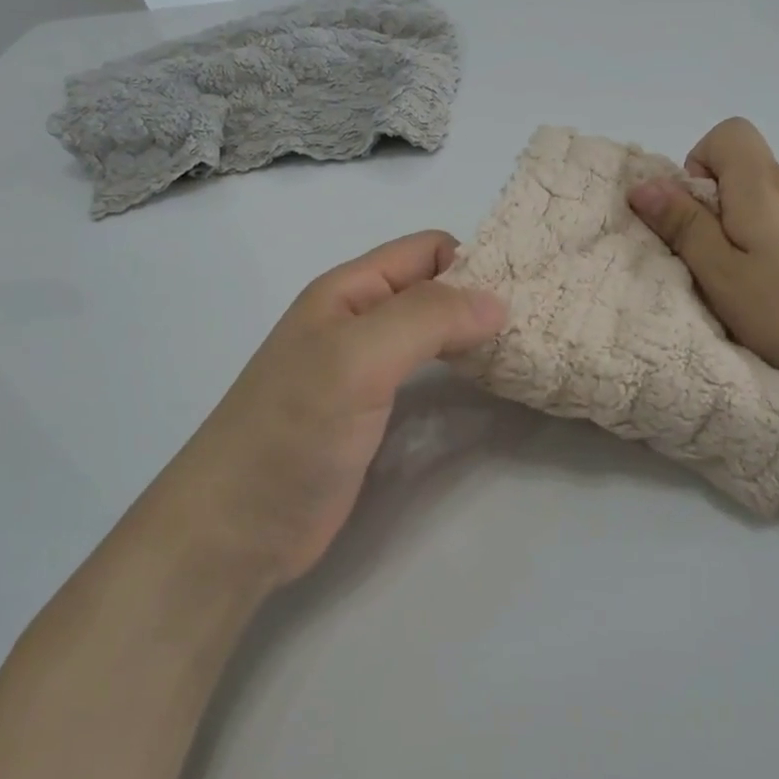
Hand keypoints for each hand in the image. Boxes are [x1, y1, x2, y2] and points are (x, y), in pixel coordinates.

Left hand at [159, 231, 505, 585]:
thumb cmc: (292, 430)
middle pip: (434, 290)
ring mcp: (366, 371)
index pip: (427, 251)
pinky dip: (462, 373)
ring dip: (476, 336)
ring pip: (434, 334)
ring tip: (529, 351)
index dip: (476, 261)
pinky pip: (428, 377)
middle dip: (483, 298)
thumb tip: (499, 300)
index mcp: (349, 291)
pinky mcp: (375, 415)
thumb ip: (426, 319)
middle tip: (542, 324)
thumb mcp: (357, 358)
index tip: (531, 291)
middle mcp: (359, 322)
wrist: (237, 526)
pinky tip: (491, 385)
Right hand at [627, 117, 778, 408]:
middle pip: (752, 173)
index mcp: (764, 187)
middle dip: (726, 210)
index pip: (728, 133)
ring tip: (773, 289)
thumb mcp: (723, 279)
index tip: (700, 217)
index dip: (701, 164)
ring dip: (764, 231)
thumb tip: (645, 184)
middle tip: (728, 270)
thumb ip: (684, 227)